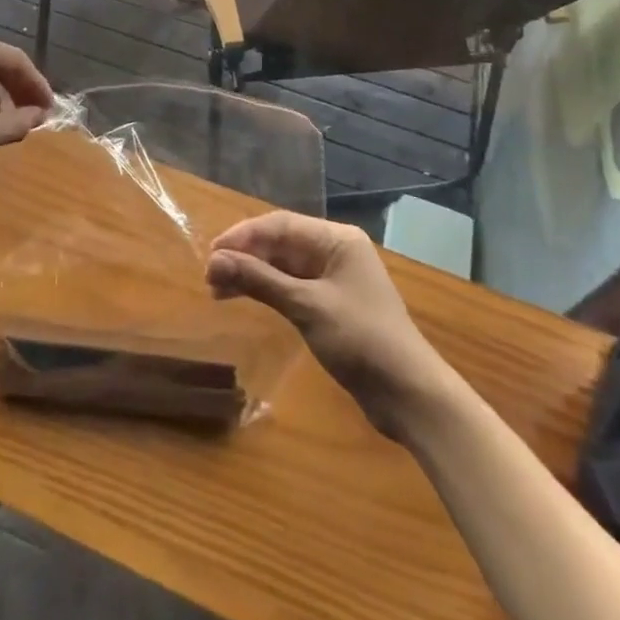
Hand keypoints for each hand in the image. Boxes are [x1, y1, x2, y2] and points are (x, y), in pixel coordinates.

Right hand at [207, 212, 447, 440]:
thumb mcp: (307, 307)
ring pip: (283, 266)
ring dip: (252, 275)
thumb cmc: (361, 340)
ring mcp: (334, 279)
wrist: (410, 395)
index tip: (211, 254)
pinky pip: (292, 287)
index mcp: (337, 239)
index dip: (242, 236)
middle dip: (245, 256)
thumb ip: (260, 280)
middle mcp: (335, 251)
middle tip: (210, 277)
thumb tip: (214, 260)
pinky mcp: (332, 305)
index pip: (280, 225)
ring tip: (218, 291)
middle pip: (280, 243)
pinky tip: (245, 299)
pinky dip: (268, 291)